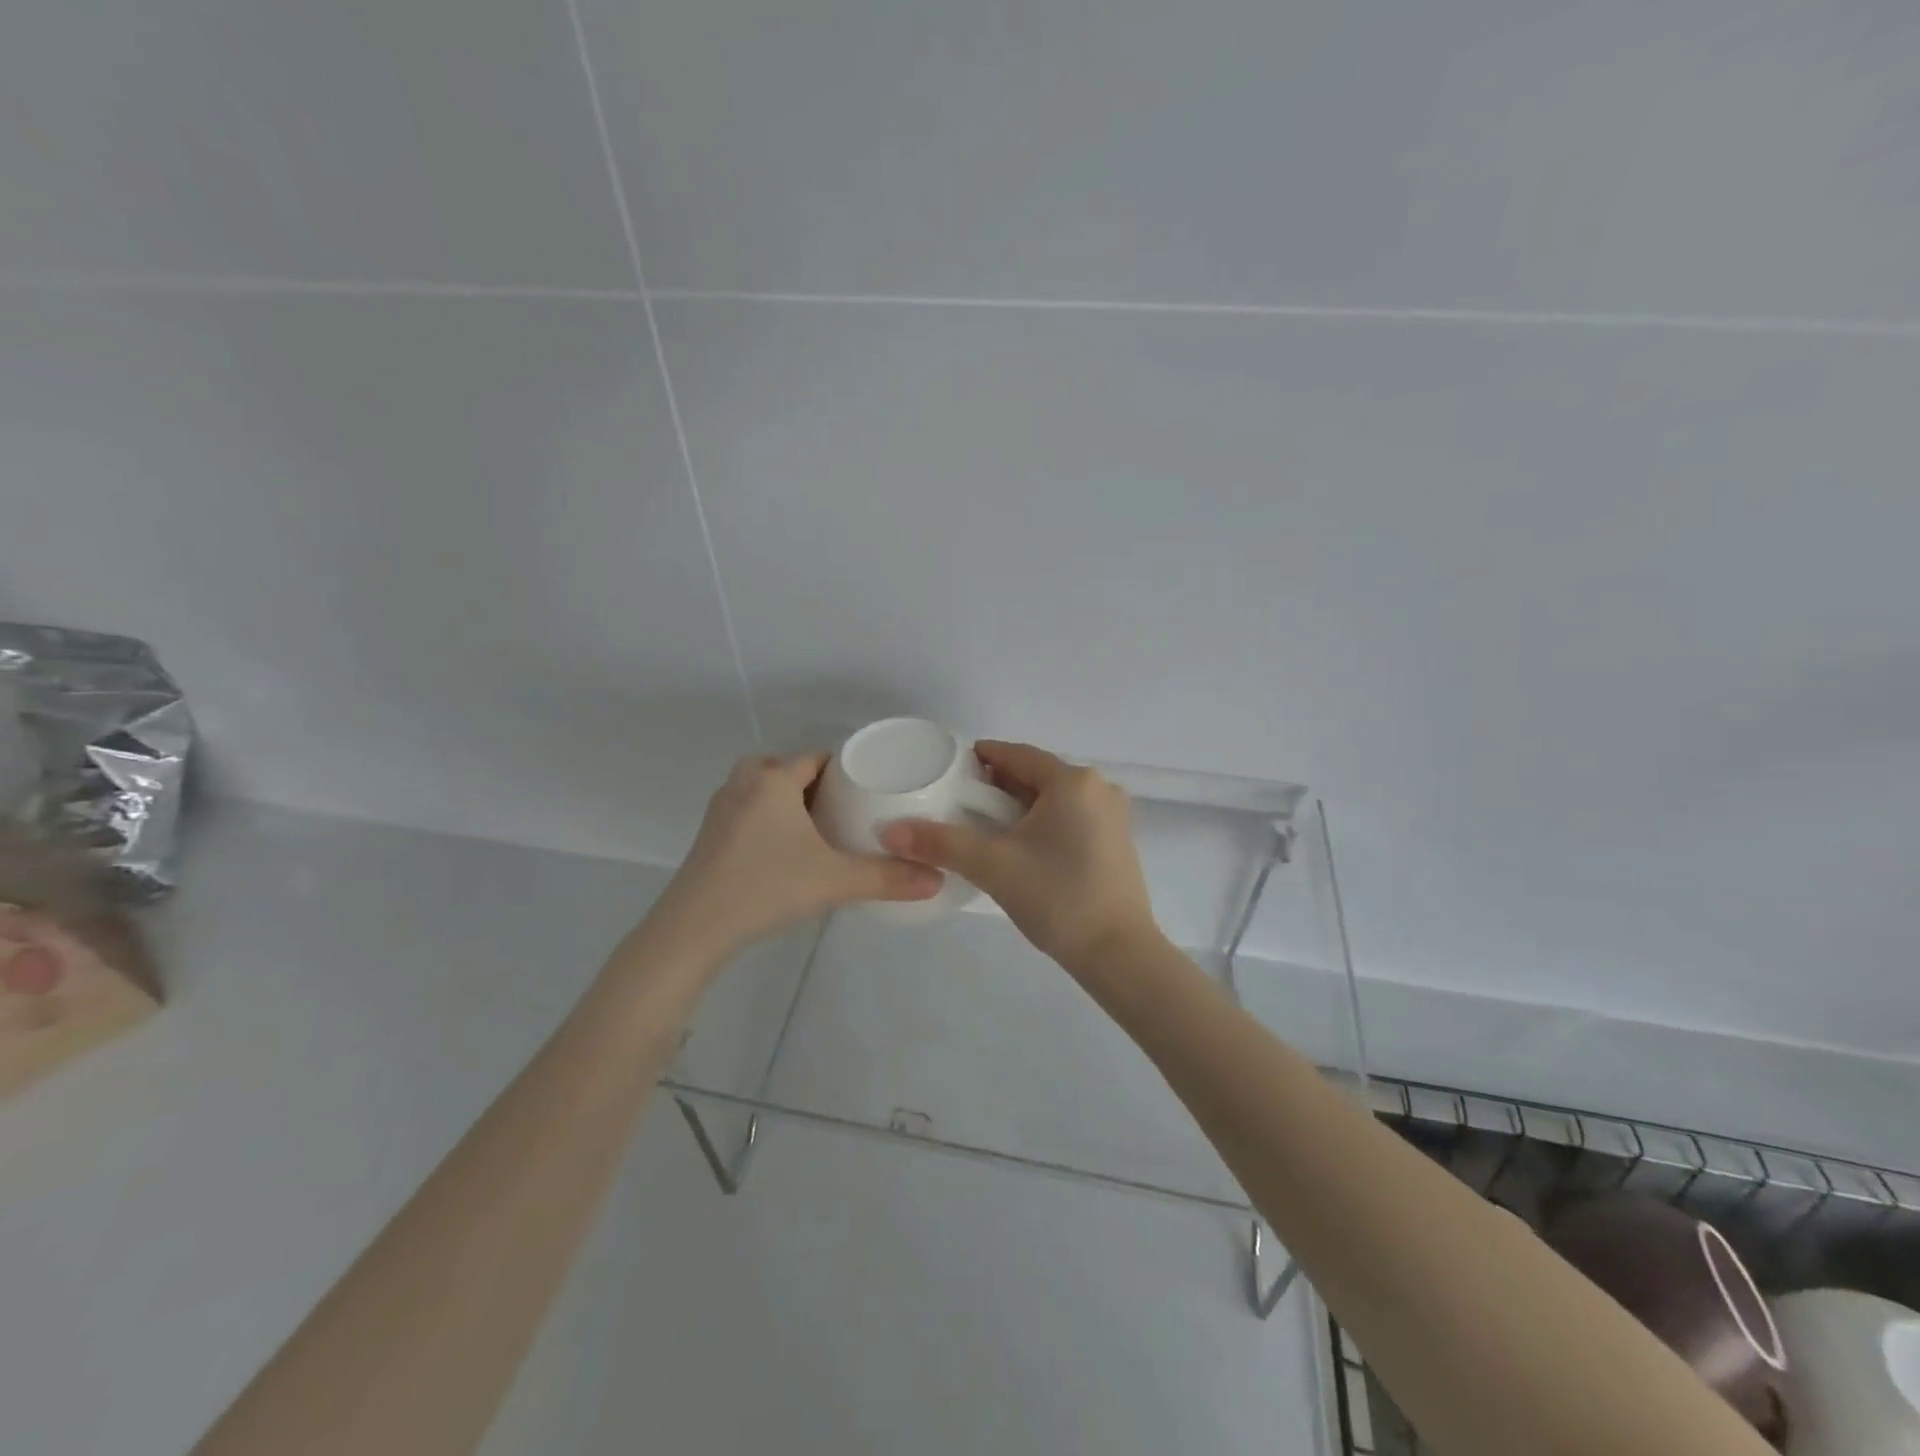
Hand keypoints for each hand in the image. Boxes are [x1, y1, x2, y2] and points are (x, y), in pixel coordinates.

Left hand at [654, 753, 943, 957]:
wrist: (694, 928)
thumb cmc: (767, 887)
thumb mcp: (835, 881)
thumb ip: (887, 878)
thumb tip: (936, 880)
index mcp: (773, 780)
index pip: (815, 758)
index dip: (842, 768)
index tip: (866, 787)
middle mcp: (744, 784)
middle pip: (783, 767)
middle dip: (811, 782)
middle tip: (841, 809)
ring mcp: (721, 809)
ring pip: (759, 788)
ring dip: (784, 798)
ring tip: (814, 828)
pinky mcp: (708, 835)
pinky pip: (744, 810)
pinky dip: (764, 818)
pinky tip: (781, 850)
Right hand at [881, 742, 1158, 968]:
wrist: (1118, 953)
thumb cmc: (1057, 898)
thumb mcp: (993, 867)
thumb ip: (941, 843)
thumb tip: (891, 831)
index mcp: (1072, 781)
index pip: (1016, 754)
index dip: (980, 758)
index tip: (949, 771)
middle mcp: (1098, 788)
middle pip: (1035, 774)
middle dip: (997, 785)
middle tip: (959, 804)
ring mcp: (1113, 815)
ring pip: (1053, 797)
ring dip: (1018, 805)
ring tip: (982, 827)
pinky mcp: (1117, 840)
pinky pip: (1070, 816)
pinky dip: (1042, 822)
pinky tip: (1019, 846)